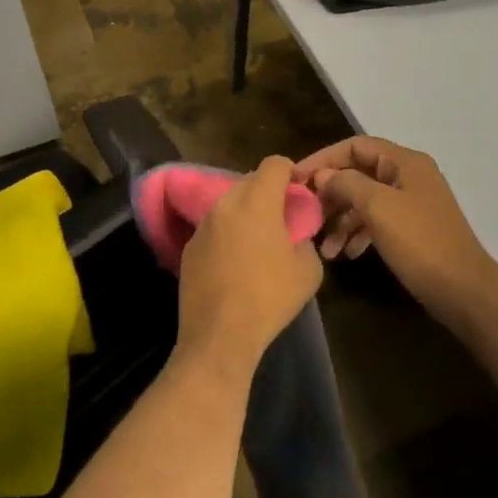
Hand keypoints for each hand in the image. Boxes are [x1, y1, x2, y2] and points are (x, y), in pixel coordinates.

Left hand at [177, 156, 323, 382]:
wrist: (219, 334)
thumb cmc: (269, 297)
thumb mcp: (308, 271)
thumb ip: (305, 241)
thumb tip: (295, 237)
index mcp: (257, 201)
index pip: (274, 163)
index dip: (290, 171)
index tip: (298, 190)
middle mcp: (226, 204)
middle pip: (249, 181)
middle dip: (267, 192)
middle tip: (281, 218)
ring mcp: (203, 225)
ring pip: (229, 204)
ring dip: (245, 213)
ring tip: (257, 241)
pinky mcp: (189, 247)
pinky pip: (214, 228)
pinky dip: (226, 234)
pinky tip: (234, 262)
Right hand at [295, 137, 497, 324]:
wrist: (464, 291)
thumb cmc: (420, 242)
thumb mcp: (378, 208)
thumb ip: (347, 184)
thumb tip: (323, 175)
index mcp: (405, 162)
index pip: (355, 146)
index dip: (323, 159)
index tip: (296, 179)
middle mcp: (409, 176)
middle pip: (359, 174)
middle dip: (330, 194)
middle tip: (306, 214)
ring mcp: (412, 203)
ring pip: (365, 201)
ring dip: (341, 219)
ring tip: (323, 247)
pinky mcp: (412, 229)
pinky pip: (377, 221)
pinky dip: (358, 233)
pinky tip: (346, 253)